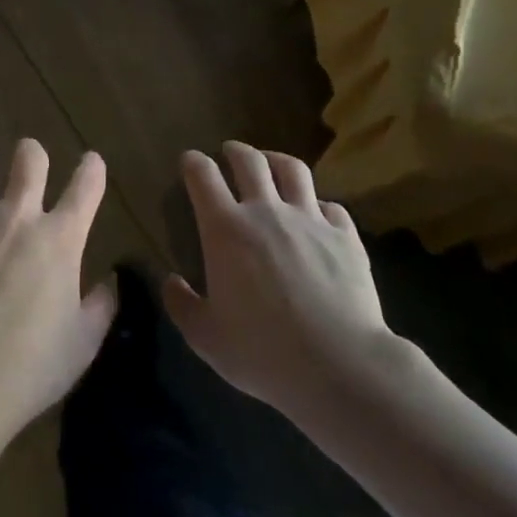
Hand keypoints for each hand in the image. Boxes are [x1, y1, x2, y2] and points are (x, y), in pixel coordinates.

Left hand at [0, 140, 117, 447]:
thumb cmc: (30, 368)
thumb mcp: (82, 344)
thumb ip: (101, 306)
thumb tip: (110, 282)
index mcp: (59, 239)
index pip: (86, 186)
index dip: (92, 168)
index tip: (91, 162)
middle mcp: (16, 217)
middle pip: (29, 158)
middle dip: (32, 154)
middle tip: (29, 163)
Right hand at [162, 141, 396, 421]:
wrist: (339, 365)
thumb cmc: (263, 351)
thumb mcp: (206, 337)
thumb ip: (181, 305)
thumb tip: (171, 281)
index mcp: (225, 229)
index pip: (202, 175)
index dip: (193, 162)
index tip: (190, 162)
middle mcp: (266, 211)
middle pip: (249, 160)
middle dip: (235, 151)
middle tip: (230, 153)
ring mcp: (310, 219)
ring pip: (292, 169)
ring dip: (276, 161)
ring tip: (271, 165)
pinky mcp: (345, 236)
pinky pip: (331, 206)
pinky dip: (318, 205)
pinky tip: (317, 215)